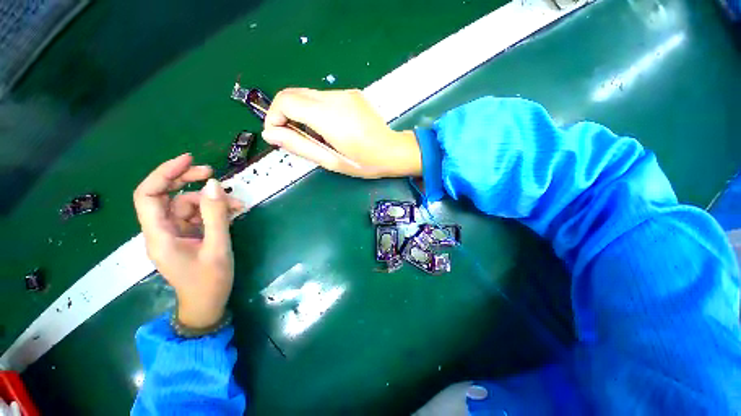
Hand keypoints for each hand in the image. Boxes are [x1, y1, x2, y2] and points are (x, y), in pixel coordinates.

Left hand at [133, 154, 243, 328]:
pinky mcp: (187, 236)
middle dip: (187, 181)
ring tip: (237, 203)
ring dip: (210, 200)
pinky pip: (198, 216)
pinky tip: (233, 211)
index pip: (148, 195)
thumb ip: (216, 215)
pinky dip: (214, 211)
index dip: (164, 173)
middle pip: (166, 196)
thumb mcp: (217, 247)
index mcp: (159, 236)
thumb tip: (214, 185)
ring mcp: (175, 233)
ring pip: (186, 205)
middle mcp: (161, 231)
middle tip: (213, 174)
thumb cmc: (210, 281)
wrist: (207, 304)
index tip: (189, 160)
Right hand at [262, 88, 421, 178]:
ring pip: (309, 95)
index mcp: (330, 116)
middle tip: (294, 137)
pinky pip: (325, 97)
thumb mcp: (331, 161)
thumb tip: (270, 134)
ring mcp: (346, 93)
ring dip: (303, 112)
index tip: (278, 134)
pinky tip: (331, 127)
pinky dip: (318, 110)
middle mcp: (336, 97)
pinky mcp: (352, 93)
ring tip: (317, 135)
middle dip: (285, 113)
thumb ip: (299, 146)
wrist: (393, 151)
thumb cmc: (364, 162)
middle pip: (294, 93)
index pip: (286, 101)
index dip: (274, 116)